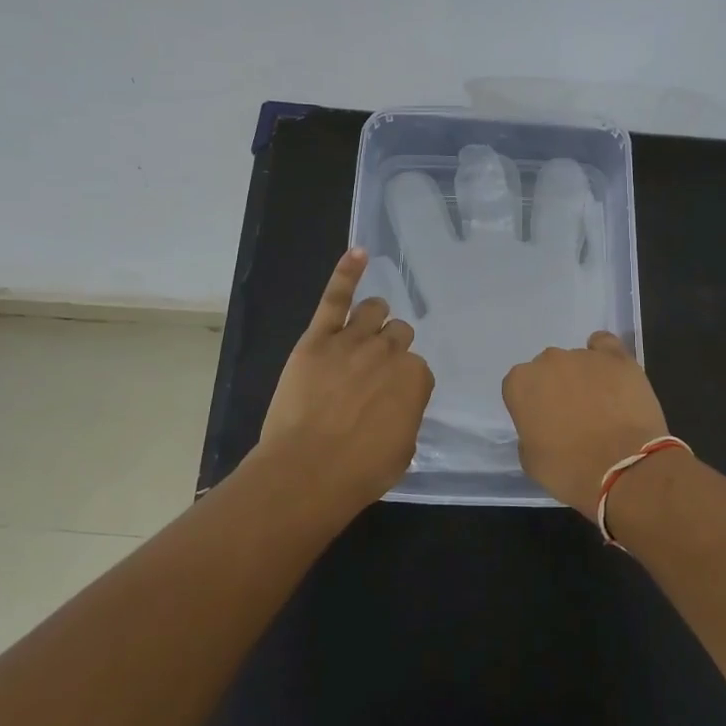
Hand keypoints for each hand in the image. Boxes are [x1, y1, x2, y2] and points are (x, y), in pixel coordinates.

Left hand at [258, 248, 435, 506]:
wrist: (307, 471)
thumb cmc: (358, 472)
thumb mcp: (402, 452)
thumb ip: (406, 418)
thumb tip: (398, 407)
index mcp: (415, 379)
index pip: (418, 369)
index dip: (404, 384)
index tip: (391, 401)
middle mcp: (389, 352)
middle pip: (399, 335)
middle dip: (392, 349)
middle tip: (375, 372)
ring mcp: (353, 340)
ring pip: (374, 311)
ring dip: (375, 318)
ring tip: (366, 329)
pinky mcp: (319, 338)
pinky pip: (336, 297)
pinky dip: (348, 272)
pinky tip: (358, 253)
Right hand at [502, 332, 669, 514]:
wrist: (624, 469)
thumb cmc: (571, 470)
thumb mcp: (531, 461)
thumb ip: (529, 434)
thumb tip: (542, 427)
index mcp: (521, 384)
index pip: (519, 388)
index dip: (532, 407)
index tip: (544, 425)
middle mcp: (548, 361)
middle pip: (548, 370)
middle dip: (557, 388)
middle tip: (573, 417)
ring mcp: (584, 355)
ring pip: (577, 361)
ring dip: (583, 378)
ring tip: (602, 407)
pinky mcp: (617, 357)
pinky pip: (604, 345)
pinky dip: (604, 356)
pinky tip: (611, 374)